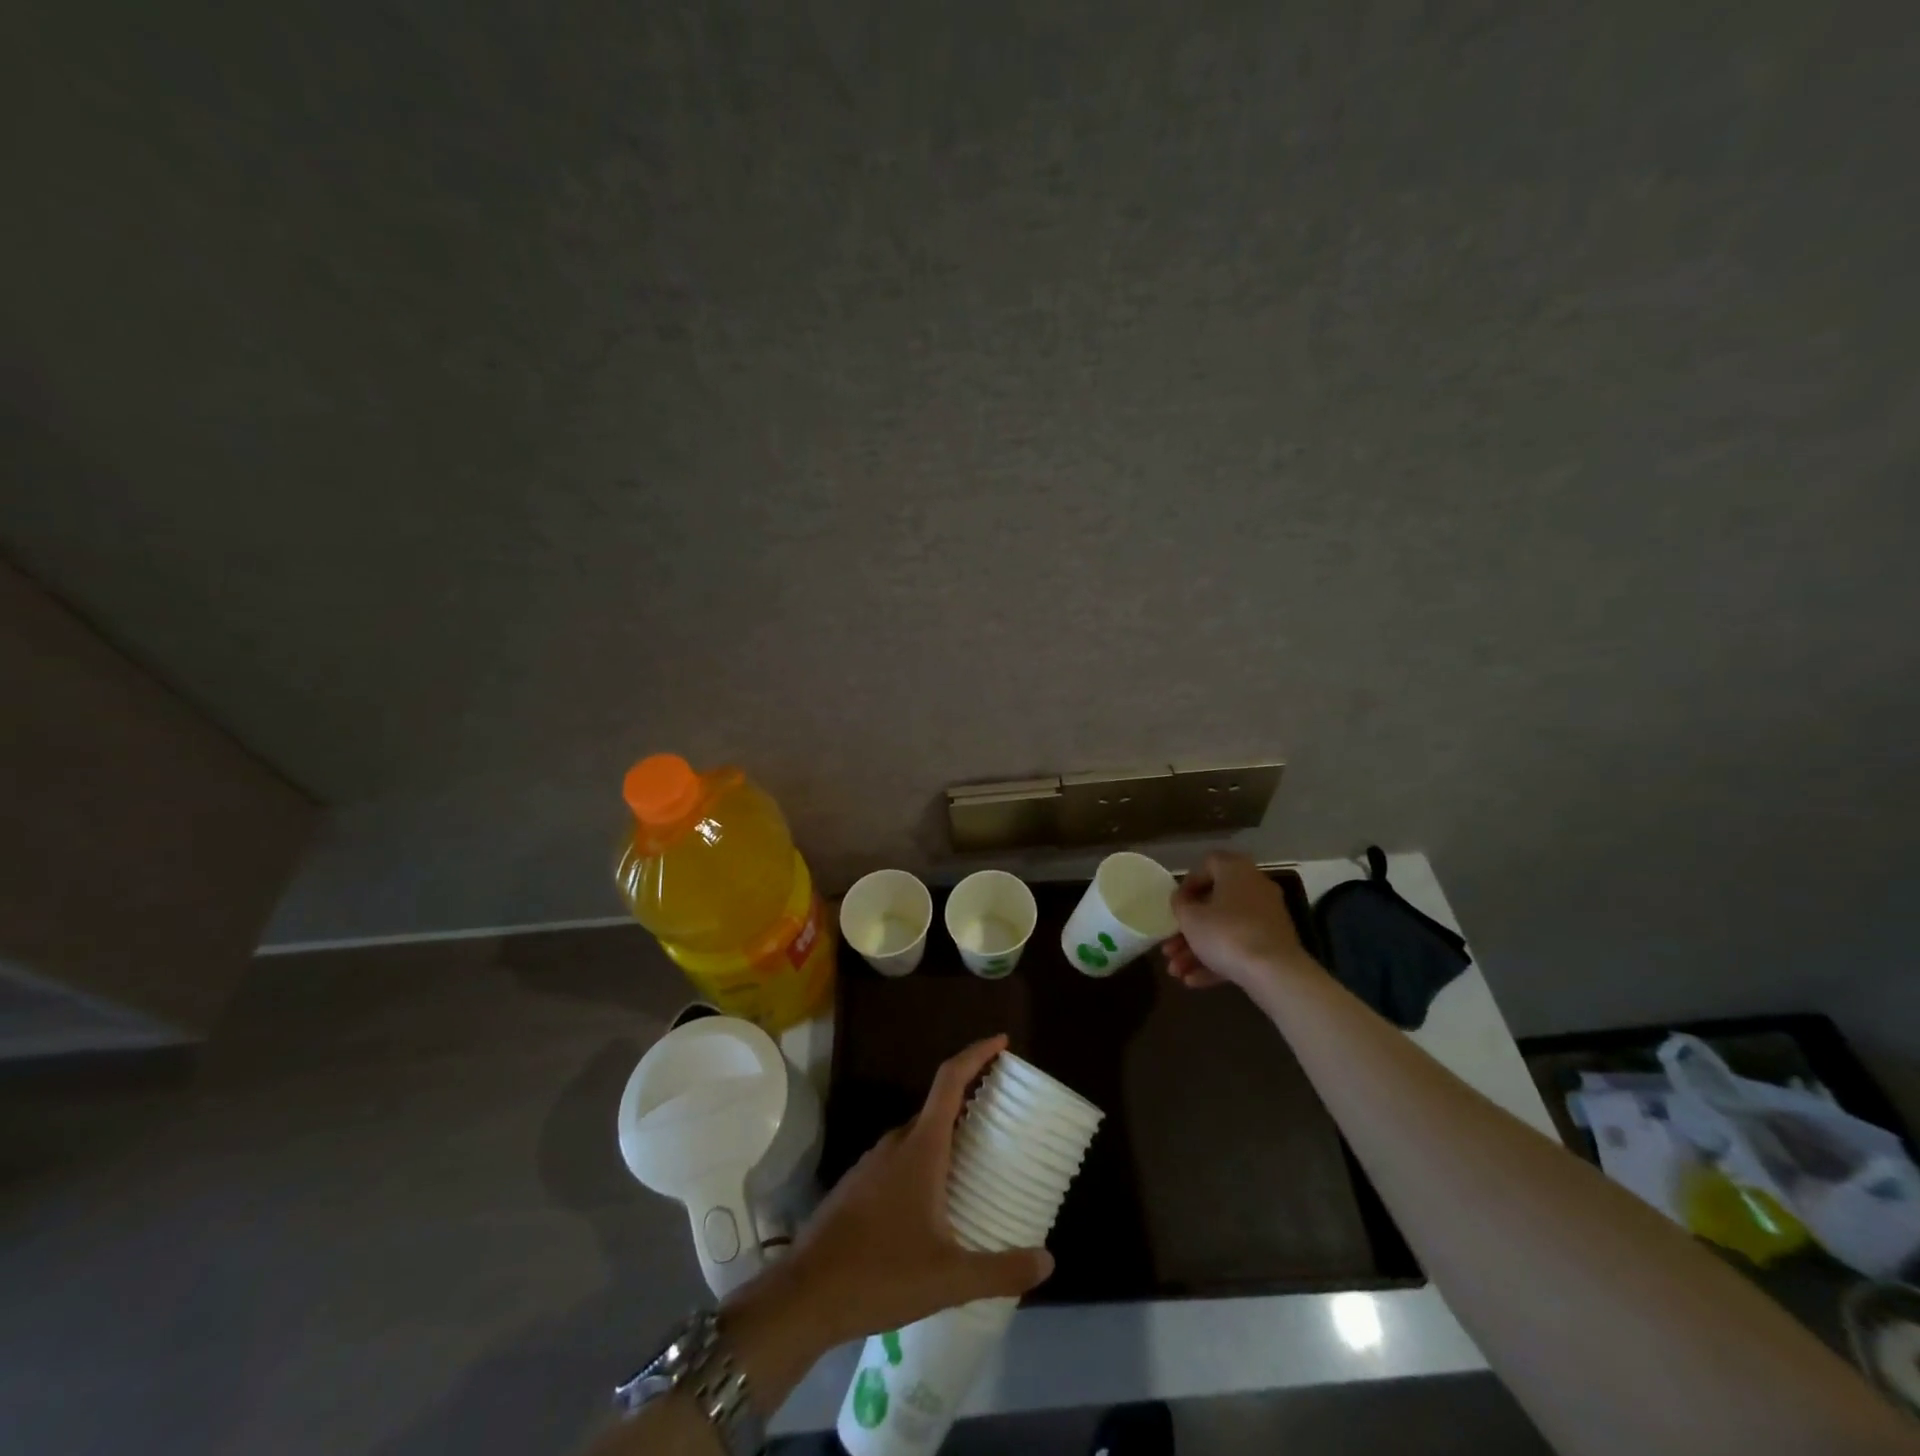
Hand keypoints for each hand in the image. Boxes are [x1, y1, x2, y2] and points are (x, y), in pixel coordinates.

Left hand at [723, 1036, 1052, 1381]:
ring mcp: (872, 1162)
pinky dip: (926, 1160)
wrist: (805, 1296)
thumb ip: (1001, 1270)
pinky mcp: (858, 1185)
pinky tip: (936, 1199)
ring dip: (947, 1135)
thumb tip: (1049, 1261)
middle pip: (937, 1106)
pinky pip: (901, 1158)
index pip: (950, 1080)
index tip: (1002, 1042)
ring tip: (977, 1159)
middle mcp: (896, 1143)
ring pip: (918, 1135)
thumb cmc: (880, 1274)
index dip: (976, 1054)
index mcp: (920, 1147)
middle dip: (969, 1100)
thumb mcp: (949, 1278)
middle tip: (1002, 1114)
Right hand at [1164, 851, 1318, 993]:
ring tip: (1176, 972)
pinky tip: (1194, 981)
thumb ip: (1180, 904)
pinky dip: (1217, 961)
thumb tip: (1182, 900)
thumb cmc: (1225, 934)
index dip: (1188, 884)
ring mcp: (1267, 918)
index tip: (1176, 905)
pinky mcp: (1273, 945)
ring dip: (1198, 950)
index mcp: (1236, 871)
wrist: (1274, 973)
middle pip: (1214, 905)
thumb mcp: (1190, 918)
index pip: (1208, 864)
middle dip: (1188, 930)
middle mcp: (1255, 888)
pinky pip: (1240, 947)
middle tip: (1169, 948)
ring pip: (1225, 930)